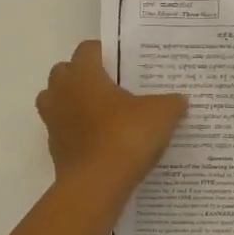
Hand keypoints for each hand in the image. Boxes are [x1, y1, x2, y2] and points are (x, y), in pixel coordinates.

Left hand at [36, 40, 187, 190]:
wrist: (98, 185)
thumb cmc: (126, 135)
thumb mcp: (161, 114)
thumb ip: (171, 102)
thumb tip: (179, 100)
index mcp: (84, 75)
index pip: (87, 49)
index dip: (105, 52)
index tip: (123, 62)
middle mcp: (62, 93)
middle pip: (63, 72)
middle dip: (82, 76)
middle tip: (110, 86)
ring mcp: (54, 122)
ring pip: (55, 101)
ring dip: (72, 103)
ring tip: (102, 113)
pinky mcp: (55, 150)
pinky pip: (63, 131)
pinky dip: (77, 132)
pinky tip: (102, 142)